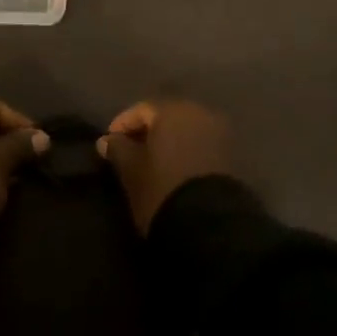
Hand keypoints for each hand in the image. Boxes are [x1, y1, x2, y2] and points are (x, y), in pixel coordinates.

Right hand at [98, 99, 231, 232]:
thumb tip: (106, 141)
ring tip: (150, 164)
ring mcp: (219, 134)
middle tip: (128, 152)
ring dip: (166, 143)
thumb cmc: (162, 188)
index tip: (108, 144)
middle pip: (166, 116)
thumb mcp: (131, 169)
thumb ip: (118, 149)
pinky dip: (183, 152)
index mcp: (173, 110)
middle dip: (146, 132)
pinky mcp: (230, 156)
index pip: (141, 109)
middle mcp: (199, 113)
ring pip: (184, 131)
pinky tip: (171, 170)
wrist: (209, 225)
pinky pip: (199, 145)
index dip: (122, 125)